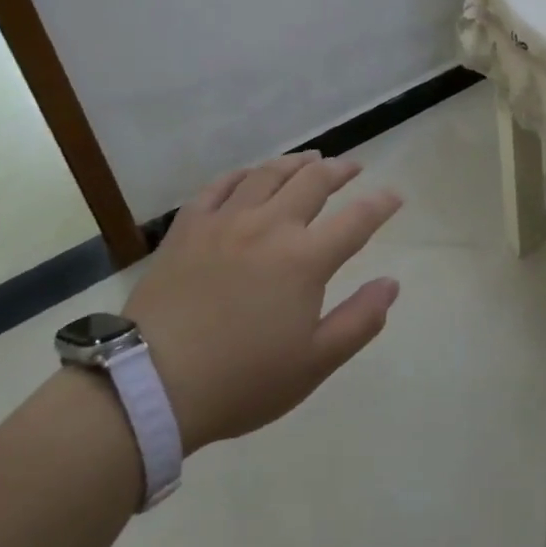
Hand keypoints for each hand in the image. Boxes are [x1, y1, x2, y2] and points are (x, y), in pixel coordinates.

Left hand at [124, 152, 402, 451]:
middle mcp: (270, 226)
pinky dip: (243, 174)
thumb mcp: (314, 364)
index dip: (381, 203)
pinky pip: (220, 186)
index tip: (395, 195)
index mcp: (305, 259)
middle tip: (353, 167)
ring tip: (310, 159)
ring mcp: (226, 221)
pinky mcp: (188, 227)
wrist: (150, 386)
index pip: (357, 219)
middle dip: (340, 170)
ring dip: (296, 162)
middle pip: (313, 181)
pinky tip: (250, 174)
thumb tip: (391, 284)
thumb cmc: (241, 380)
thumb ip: (360, 320)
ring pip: (268, 174)